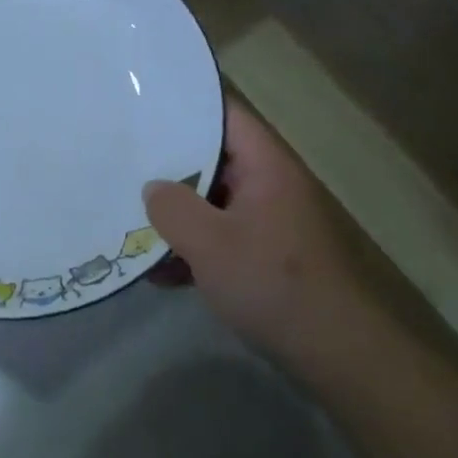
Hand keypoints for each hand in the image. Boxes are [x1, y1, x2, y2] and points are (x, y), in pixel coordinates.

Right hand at [144, 100, 373, 368]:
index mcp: (266, 167)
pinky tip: (159, 274)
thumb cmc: (272, 283)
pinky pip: (221, 239)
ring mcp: (270, 223)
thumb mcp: (210, 243)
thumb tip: (153, 188)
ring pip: (213, 203)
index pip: (226, 116)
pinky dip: (193, 250)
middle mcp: (270, 186)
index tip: (143, 107)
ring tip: (130, 219)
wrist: (333, 351)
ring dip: (177, 215)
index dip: (186, 107)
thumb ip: (173, 208)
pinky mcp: (266, 257)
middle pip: (214, 159)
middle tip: (123, 160)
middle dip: (169, 165)